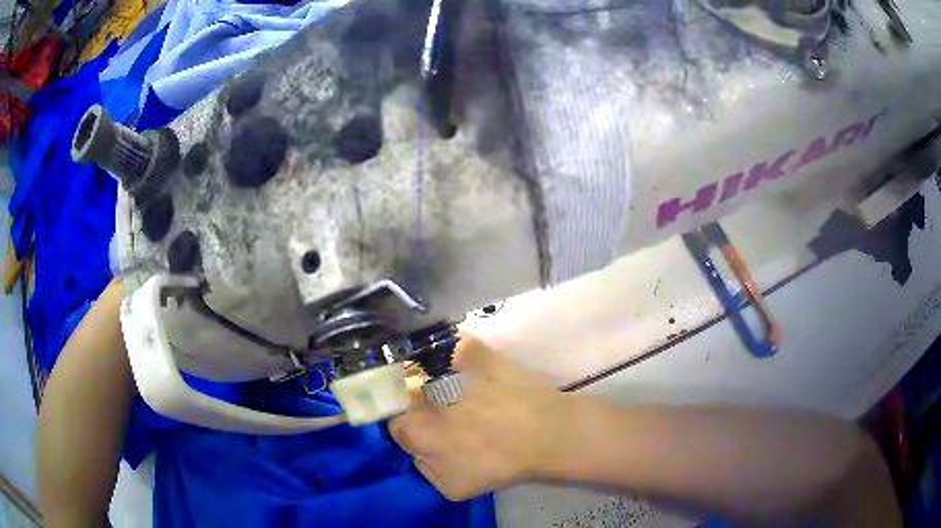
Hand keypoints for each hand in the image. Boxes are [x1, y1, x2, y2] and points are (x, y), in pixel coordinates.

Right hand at [390, 335, 570, 500]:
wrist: (545, 433)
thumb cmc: (499, 464)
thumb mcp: (451, 487)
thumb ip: (422, 467)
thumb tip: (418, 448)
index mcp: (413, 428)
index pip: (396, 422)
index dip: (412, 425)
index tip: (429, 427)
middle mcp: (418, 395)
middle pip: (405, 392)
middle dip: (417, 398)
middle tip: (444, 406)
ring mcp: (442, 368)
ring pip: (423, 366)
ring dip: (431, 374)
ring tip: (460, 386)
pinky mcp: (467, 348)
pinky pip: (449, 344)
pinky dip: (454, 351)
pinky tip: (470, 362)